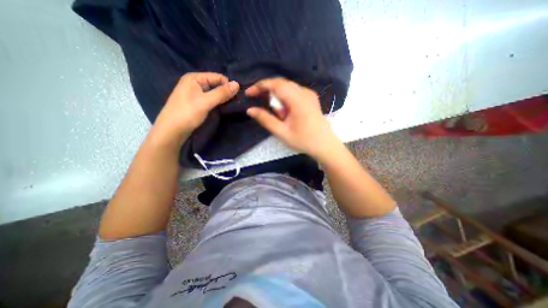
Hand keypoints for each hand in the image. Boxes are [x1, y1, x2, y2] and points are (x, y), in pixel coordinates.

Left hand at [154, 72, 239, 144]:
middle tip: (236, 101)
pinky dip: (217, 102)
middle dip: (225, 91)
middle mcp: (194, 83)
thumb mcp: (206, 101)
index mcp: (194, 78)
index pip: (217, 77)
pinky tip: (223, 107)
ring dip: (222, 97)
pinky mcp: (196, 103)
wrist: (172, 130)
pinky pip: (210, 99)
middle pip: (215, 84)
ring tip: (231, 104)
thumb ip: (222, 93)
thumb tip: (237, 84)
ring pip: (213, 92)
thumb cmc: (187, 113)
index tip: (237, 95)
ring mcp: (194, 93)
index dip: (228, 85)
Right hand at [247, 77, 340, 161]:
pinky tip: (285, 111)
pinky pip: (294, 92)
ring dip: (277, 96)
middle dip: (268, 91)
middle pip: (281, 84)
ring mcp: (309, 94)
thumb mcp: (282, 132)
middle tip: (259, 102)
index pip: (275, 84)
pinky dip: (285, 98)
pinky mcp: (311, 98)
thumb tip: (250, 110)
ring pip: (287, 87)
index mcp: (297, 100)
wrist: (325, 145)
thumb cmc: (303, 140)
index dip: (260, 86)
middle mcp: (304, 92)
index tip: (249, 93)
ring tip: (276, 113)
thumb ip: (265, 119)